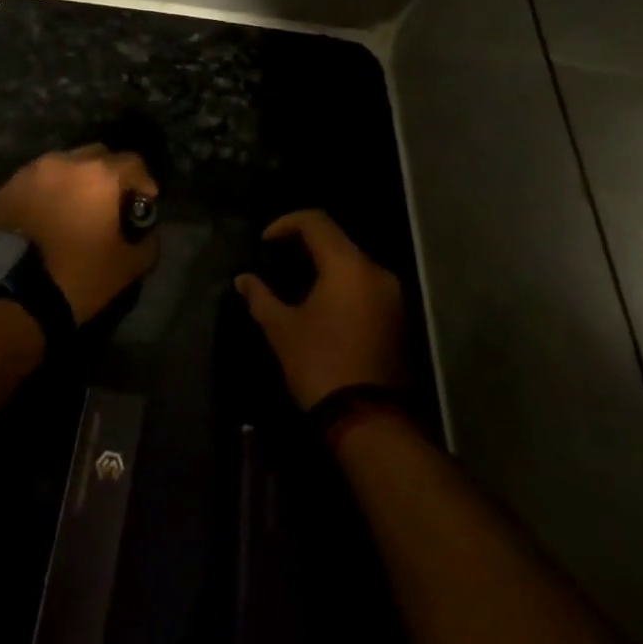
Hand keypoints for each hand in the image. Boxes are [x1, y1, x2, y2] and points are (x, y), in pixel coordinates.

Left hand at [0, 145, 159, 323]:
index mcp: (99, 175)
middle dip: (108, 176)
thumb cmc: (77, 276)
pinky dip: (45, 194)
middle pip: (96, 157)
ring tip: (73, 212)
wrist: (9, 295)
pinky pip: (35, 183)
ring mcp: (30, 172)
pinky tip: (44, 220)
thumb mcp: (128, 267)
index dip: (143, 183)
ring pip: (62, 167)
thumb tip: (146, 232)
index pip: (133, 163)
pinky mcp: (4, 189)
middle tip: (108, 206)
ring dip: (74, 183)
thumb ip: (147, 242)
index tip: (143, 205)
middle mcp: (65, 162)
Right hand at [236, 210, 403, 409]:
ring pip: (354, 263)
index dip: (286, 223)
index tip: (264, 242)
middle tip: (276, 260)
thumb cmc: (320, 365)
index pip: (316, 221)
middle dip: (305, 244)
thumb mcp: (282, 329)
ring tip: (296, 283)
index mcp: (348, 266)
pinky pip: (366, 286)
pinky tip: (321, 305)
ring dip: (325, 266)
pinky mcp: (399, 318)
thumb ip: (261, 296)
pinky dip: (342, 285)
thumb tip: (243, 279)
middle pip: (338, 240)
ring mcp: (393, 296)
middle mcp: (376, 272)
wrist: (370, 422)